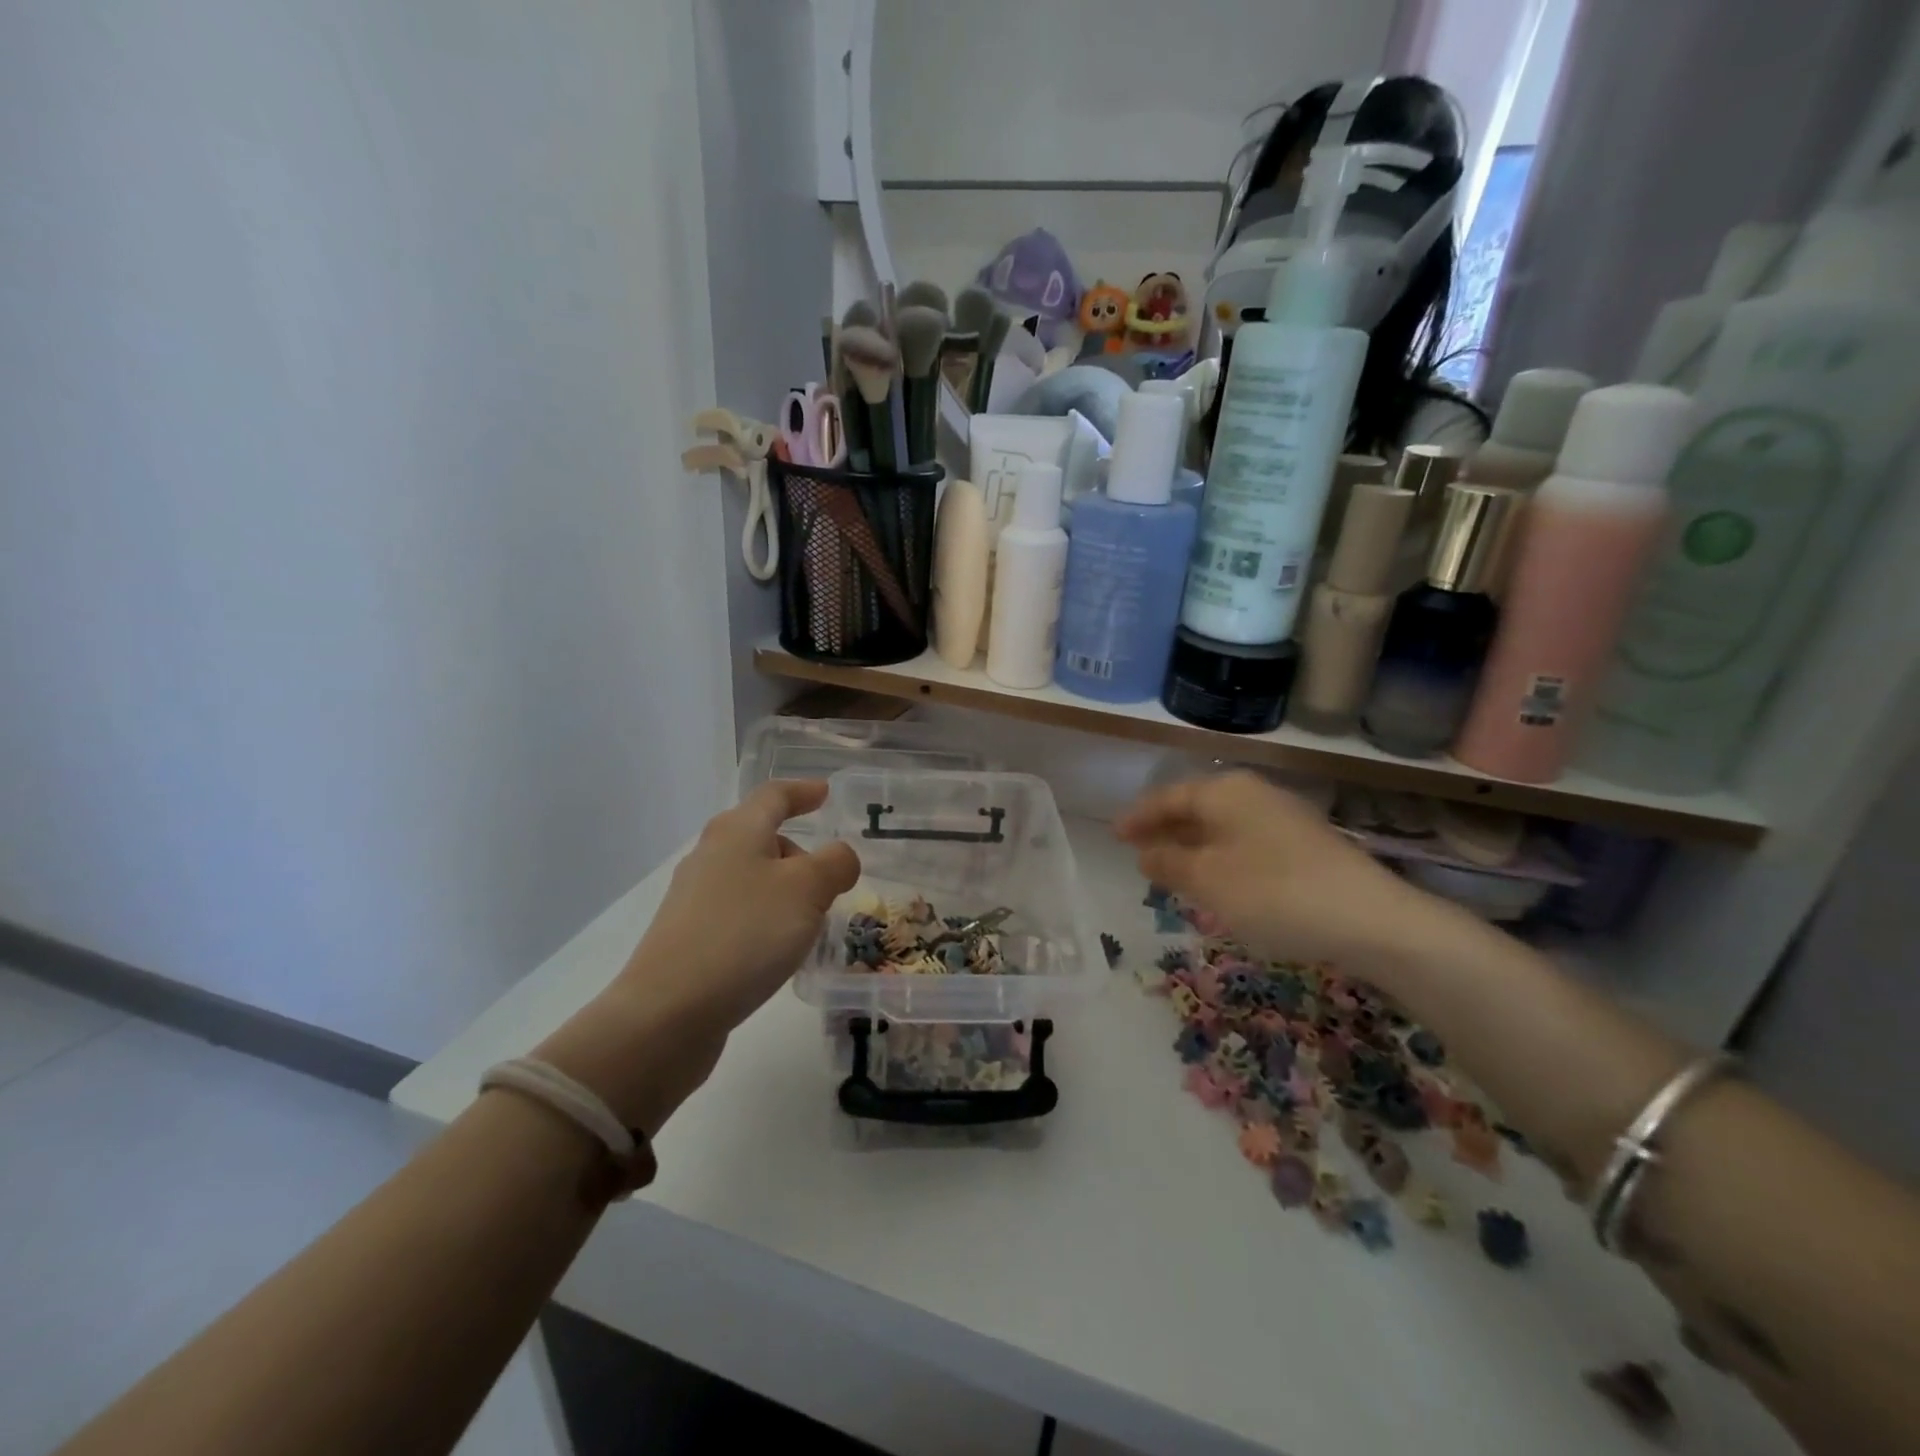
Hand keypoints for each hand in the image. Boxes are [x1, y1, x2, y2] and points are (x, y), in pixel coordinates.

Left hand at [535, 780, 858, 1130]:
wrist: (669, 1011)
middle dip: (798, 852)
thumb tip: (840, 857)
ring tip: (811, 921)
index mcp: (737, 831)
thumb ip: (834, 863)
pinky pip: (739, 911)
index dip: (803, 791)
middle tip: (830, 878)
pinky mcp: (688, 936)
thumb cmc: (745, 934)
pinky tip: (779, 950)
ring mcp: (694, 897)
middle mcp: (711, 855)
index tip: (826, 793)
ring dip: (785, 890)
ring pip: (751, 877)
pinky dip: (766, 918)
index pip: (774, 795)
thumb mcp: (807, 890)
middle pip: (761, 837)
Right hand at [1115, 772, 1435, 975]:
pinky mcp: (1304, 847)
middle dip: (1165, 830)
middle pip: (1196, 808)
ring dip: (1192, 846)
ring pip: (1222, 828)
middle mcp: (1254, 795)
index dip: (1139, 817)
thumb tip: (1145, 853)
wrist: (1370, 920)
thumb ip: (1170, 863)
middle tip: (1137, 852)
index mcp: (1225, 792)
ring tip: (1169, 870)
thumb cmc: (1273, 892)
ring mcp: (1283, 819)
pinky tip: (1216, 882)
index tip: (1113, 834)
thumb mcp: (1208, 880)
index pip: (1169, 797)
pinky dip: (1220, 858)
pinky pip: (1245, 843)